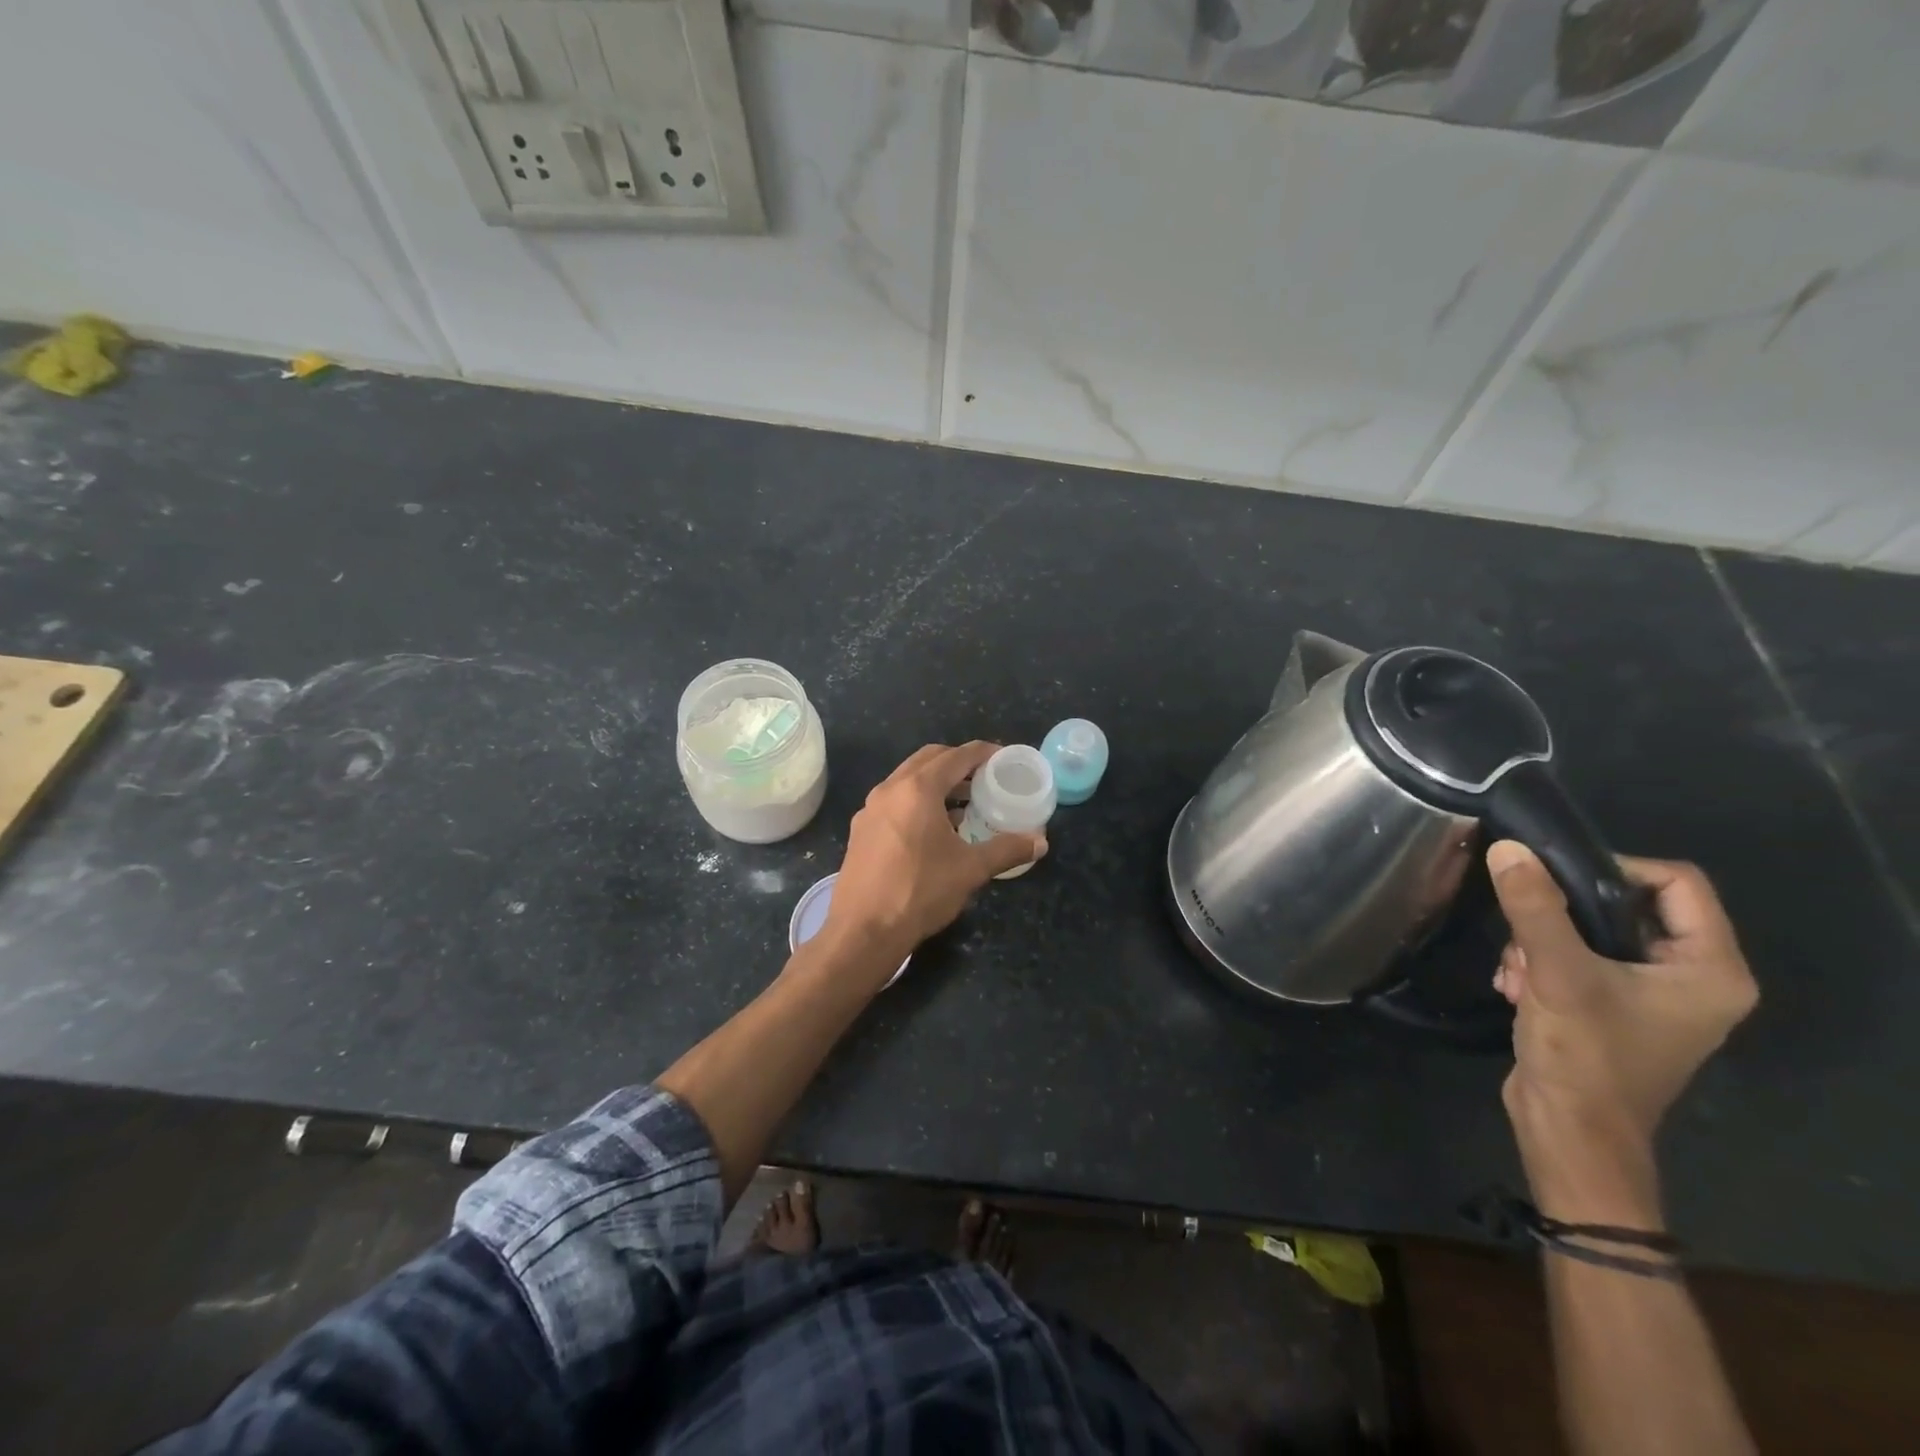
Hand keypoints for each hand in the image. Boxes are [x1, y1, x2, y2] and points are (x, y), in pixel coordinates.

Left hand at [825, 742, 1046, 955]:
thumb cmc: (920, 892)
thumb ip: (1007, 850)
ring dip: (936, 782)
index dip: (982, 753)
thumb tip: (1040, 842)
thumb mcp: (971, 870)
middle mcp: (890, 789)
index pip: (956, 756)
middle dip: (958, 762)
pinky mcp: (861, 830)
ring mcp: (870, 809)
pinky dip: (917, 801)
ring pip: (908, 780)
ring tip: (964, 803)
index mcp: (917, 789)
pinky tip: (933, 829)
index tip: (1002, 757)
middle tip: (984, 777)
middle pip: (928, 760)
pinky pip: (894, 801)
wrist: (863, 931)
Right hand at [1489, 842, 1757, 1168]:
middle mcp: (1693, 979)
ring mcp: (1652, 996)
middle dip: (1561, 914)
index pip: (1677, 882)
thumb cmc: (1586, 1055)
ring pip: (1591, 931)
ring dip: (1541, 942)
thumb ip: (1535, 908)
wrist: (1569, 1132)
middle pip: (1625, 906)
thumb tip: (1509, 849)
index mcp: (1710, 970)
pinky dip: (1540, 964)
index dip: (1615, 868)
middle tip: (1524, 931)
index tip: (1554, 878)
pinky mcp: (1613, 1008)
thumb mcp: (1557, 973)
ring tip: (1515, 970)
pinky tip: (1513, 985)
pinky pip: (1578, 959)